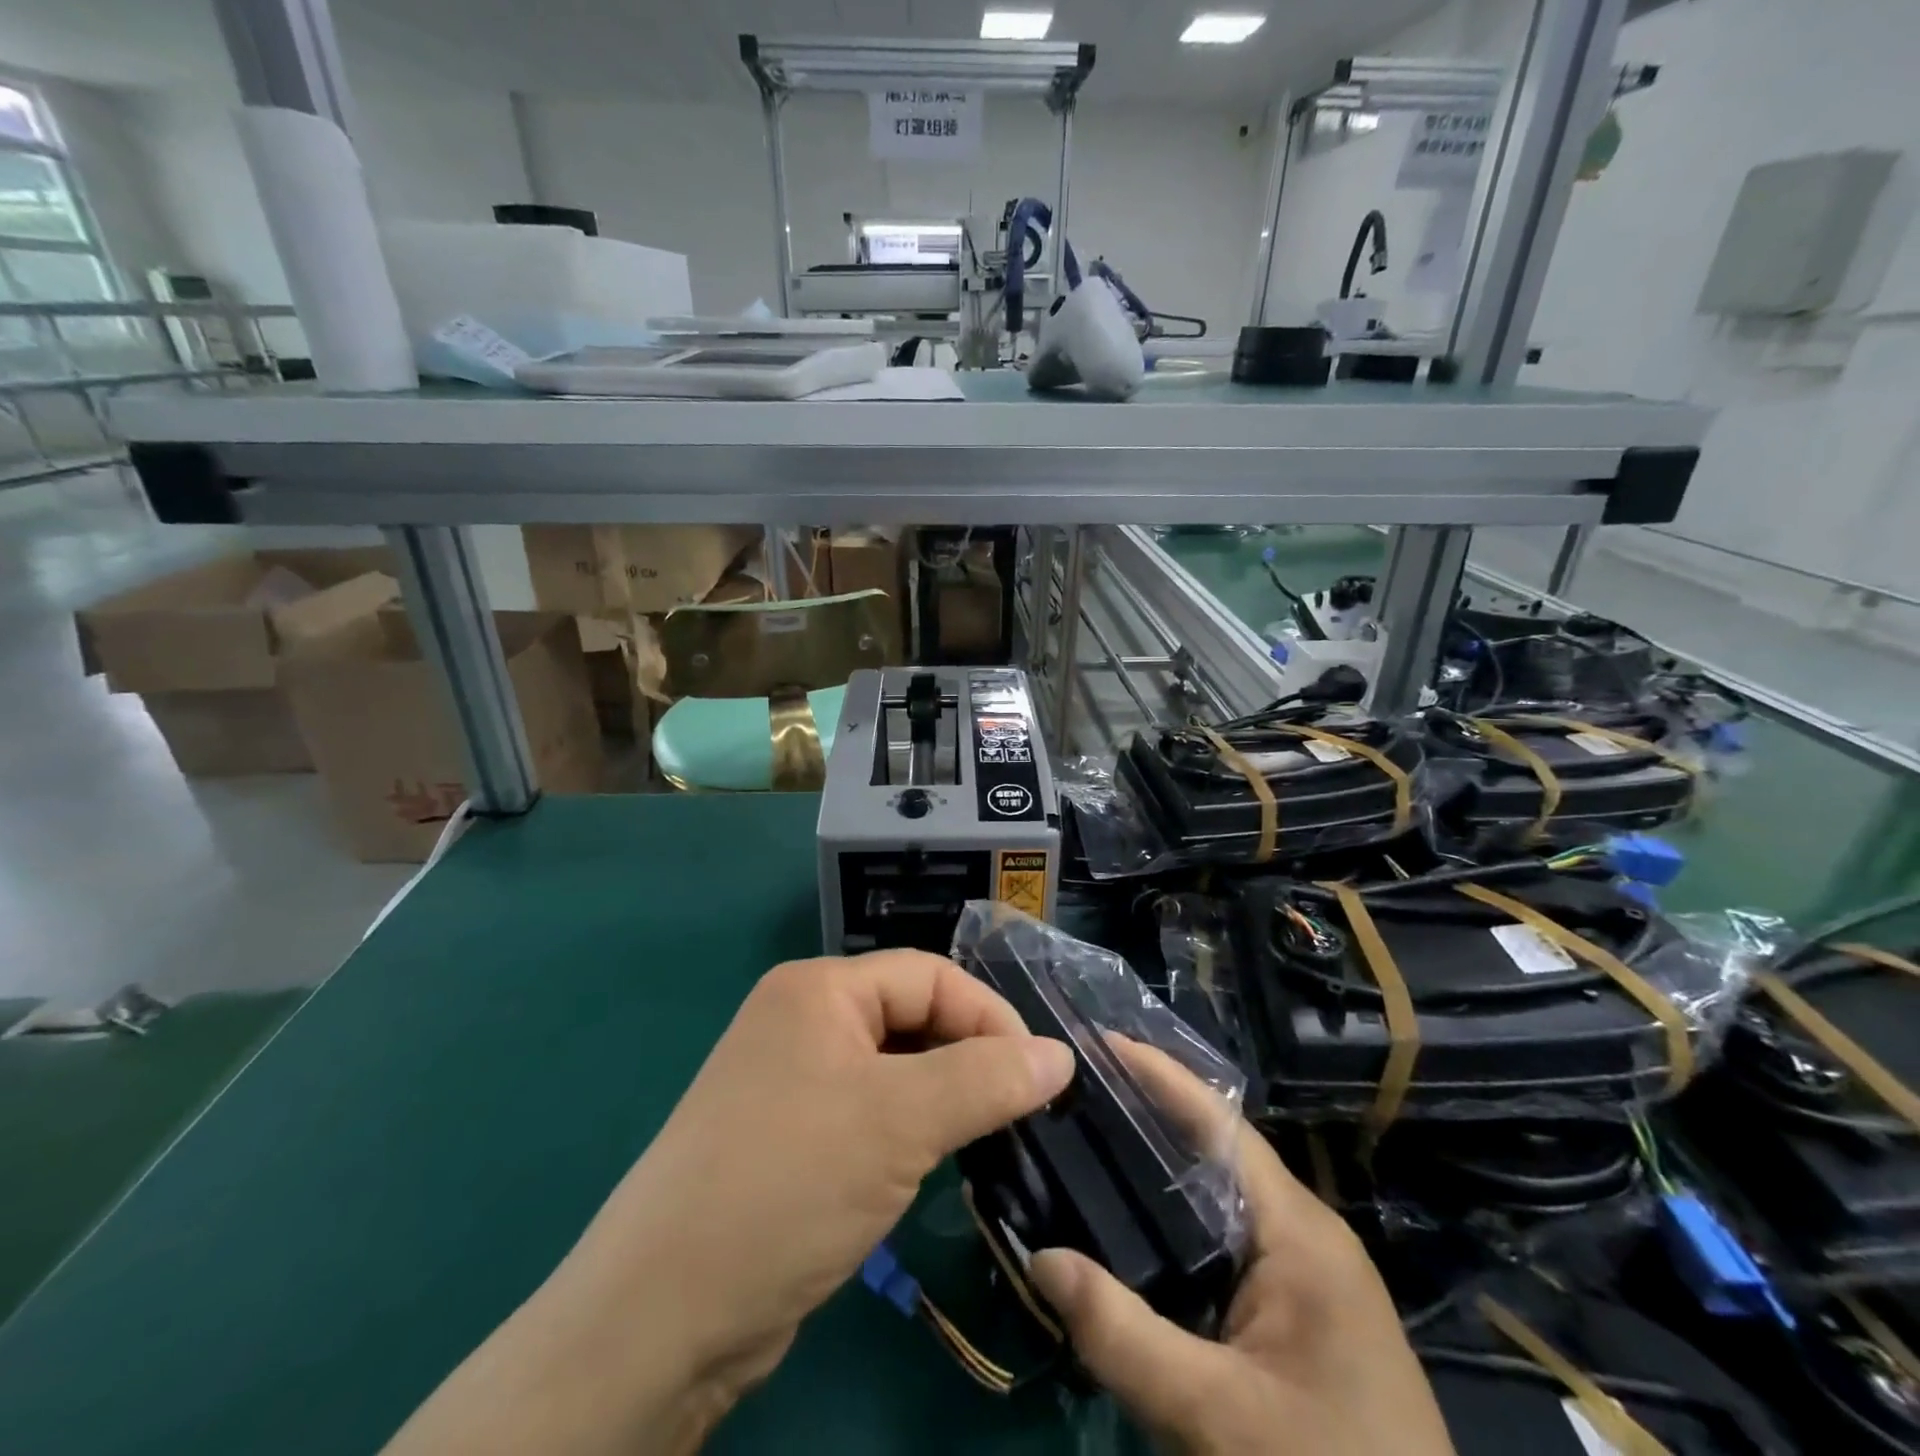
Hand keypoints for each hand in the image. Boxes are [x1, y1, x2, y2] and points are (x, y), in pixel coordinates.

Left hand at [384, 949, 1074, 1455]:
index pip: (929, 976)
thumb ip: (987, 1081)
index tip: (1040, 1075)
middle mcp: (802, 1020)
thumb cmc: (788, 1185)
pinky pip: (869, 1111)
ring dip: (943, 1098)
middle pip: (911, 1017)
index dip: (989, 1017)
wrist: (661, 1317)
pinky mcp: (790, 1136)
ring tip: (988, 1139)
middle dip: (968, 1058)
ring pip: (894, 1069)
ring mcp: (792, 1080)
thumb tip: (1061, 1056)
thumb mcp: (900, 1123)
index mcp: (818, 988)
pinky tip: (934, 1165)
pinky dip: (909, 1130)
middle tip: (1021, 1112)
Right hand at [1029, 1049, 1454, 1455]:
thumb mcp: (1215, 1415)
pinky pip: (1224, 1239)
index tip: (1097, 1042)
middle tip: (1074, 1092)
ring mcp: (1304, 1273)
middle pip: (1215, 1151)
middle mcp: (1304, 1233)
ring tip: (1087, 1142)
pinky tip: (1129, 1227)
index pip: (1220, 1124)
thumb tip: (1039, 1258)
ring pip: (1218, 1196)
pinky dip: (1174, 1218)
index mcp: (1299, 1230)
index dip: (1160, 1075)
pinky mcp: (1295, 1311)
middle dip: (1148, 1114)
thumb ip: (1122, 1336)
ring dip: (1158, 1167)